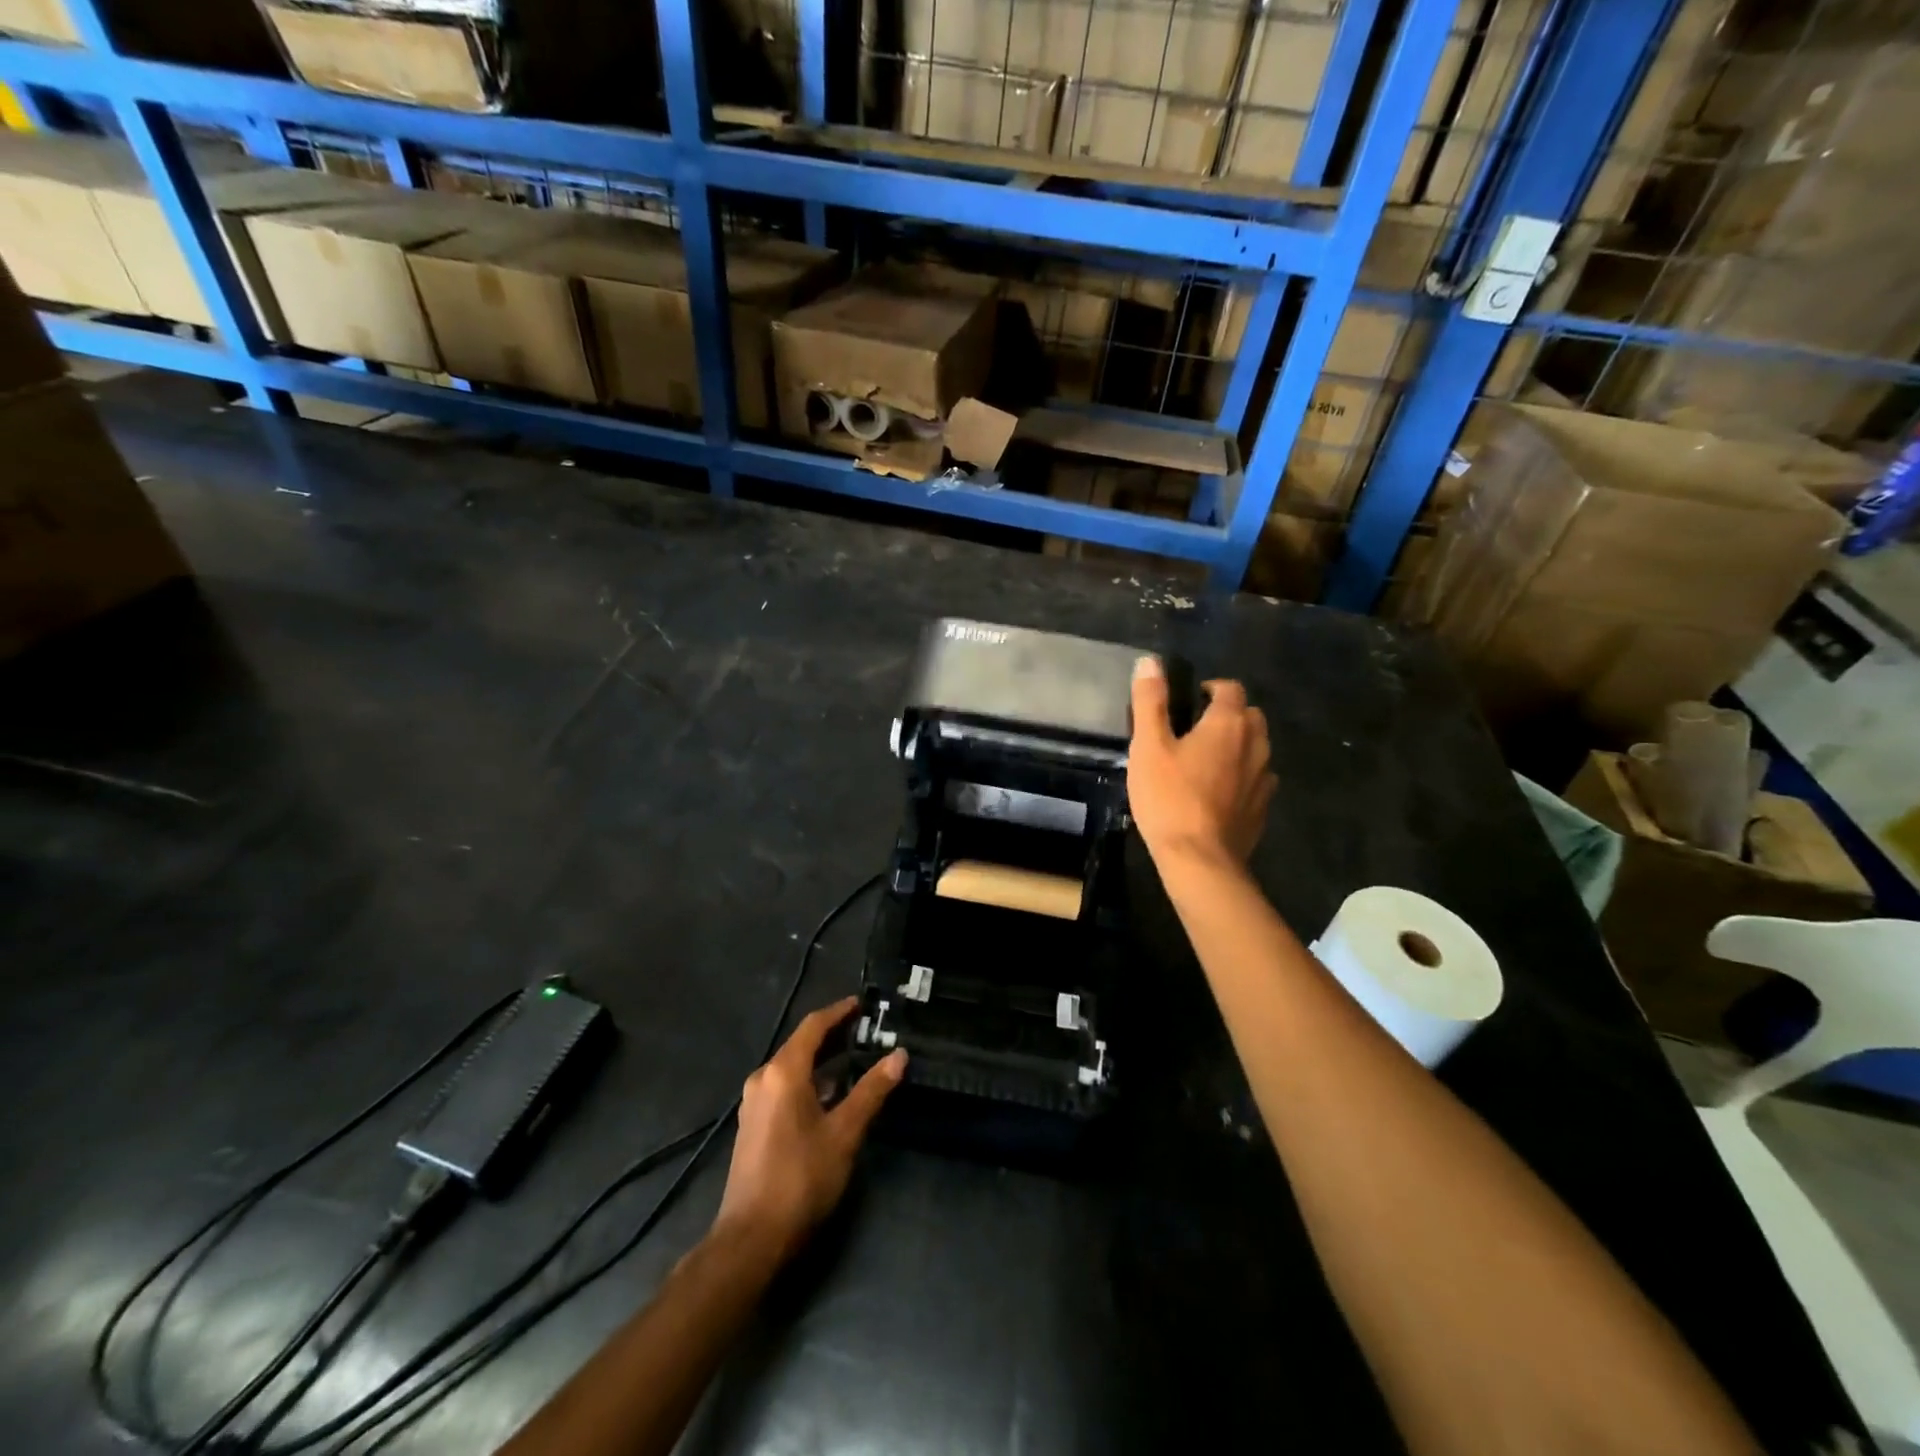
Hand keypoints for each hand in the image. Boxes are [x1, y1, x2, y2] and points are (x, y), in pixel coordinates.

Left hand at [713, 997, 906, 1261]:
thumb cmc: (801, 1178)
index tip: (863, 1004)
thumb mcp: (844, 1133)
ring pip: (792, 1066)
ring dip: (822, 1059)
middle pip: (802, 1043)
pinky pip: (784, 1085)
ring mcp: (754, 1101)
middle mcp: (764, 1077)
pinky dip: (810, 1079)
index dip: (839, 1012)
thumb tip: (899, 1056)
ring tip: (856, 1057)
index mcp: (784, 1072)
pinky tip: (831, 1092)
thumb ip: (871, 1091)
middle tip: (868, 1030)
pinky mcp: (753, 1123)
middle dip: (834, 1034)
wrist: (752, 1237)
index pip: (814, 1026)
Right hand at [1128, 656, 1275, 865]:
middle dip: (1228, 715)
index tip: (1188, 702)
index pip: (1230, 688)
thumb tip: (1150, 661)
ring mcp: (1264, 778)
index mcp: (1228, 723)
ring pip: (1257, 747)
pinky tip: (1218, 792)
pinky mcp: (1263, 807)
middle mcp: (1255, 744)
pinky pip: (1257, 778)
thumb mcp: (1148, 746)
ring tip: (1205, 761)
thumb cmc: (1169, 798)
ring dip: (1237, 745)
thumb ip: (1150, 701)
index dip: (1210, 688)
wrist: (1199, 860)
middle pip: (1250, 715)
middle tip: (1194, 730)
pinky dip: (1242, 775)